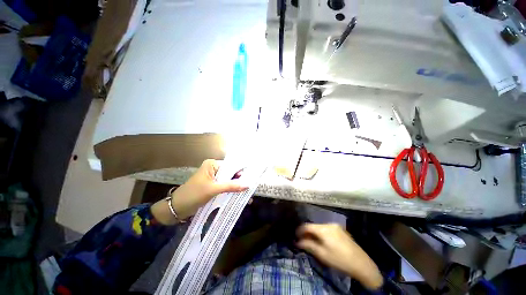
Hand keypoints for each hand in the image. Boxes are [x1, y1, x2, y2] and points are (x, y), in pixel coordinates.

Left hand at [151, 160, 247, 223]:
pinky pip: (224, 186)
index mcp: (212, 164)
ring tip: (246, 194)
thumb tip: (247, 185)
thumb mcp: (213, 189)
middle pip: (230, 173)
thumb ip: (230, 186)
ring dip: (235, 186)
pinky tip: (238, 195)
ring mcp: (213, 177)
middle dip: (239, 181)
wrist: (176, 208)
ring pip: (228, 180)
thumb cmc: (193, 195)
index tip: (251, 180)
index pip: (231, 166)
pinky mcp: (212, 185)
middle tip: (250, 188)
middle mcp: (213, 168)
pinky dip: (230, 190)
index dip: (240, 173)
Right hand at [296, 223, 382, 289]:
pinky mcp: (341, 230)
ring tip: (312, 242)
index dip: (300, 230)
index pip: (307, 226)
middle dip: (307, 233)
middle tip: (303, 241)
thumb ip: (308, 245)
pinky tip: (322, 242)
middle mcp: (329, 224)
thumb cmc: (339, 260)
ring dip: (314, 233)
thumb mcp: (322, 254)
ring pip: (320, 227)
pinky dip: (322, 234)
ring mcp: (336, 226)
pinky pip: (327, 229)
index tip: (295, 236)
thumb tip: (298, 242)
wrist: (362, 264)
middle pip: (314, 226)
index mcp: (323, 229)